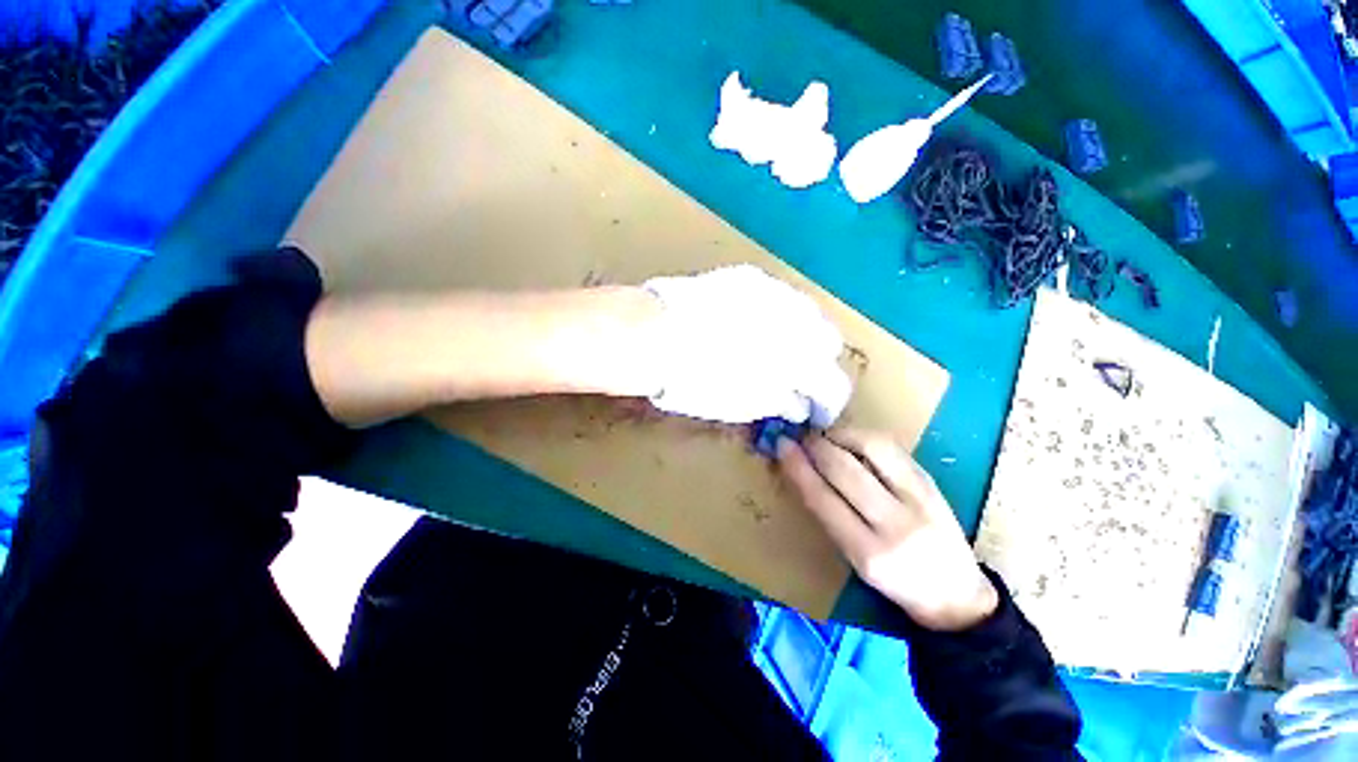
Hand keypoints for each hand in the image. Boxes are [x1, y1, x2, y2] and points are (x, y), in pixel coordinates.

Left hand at [641, 265, 851, 425]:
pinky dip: (777, 314)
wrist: (651, 336)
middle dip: (816, 363)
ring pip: (807, 314)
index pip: (833, 385)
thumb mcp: (740, 405)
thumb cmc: (693, 380)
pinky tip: (754, 323)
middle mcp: (797, 321)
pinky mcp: (751, 277)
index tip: (813, 410)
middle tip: (793, 377)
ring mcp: (774, 292)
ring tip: (775, 348)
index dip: (827, 403)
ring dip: (799, 334)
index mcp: (798, 362)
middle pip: (828, 342)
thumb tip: (796, 404)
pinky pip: (779, 296)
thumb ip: (777, 402)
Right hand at [777, 429, 997, 630]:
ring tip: (825, 436)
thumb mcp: (853, 558)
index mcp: (868, 553)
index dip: (797, 467)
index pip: (821, 498)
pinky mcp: (932, 481)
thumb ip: (828, 514)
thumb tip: (800, 469)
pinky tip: (851, 439)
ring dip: (840, 434)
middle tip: (801, 438)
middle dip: (816, 446)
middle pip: (844, 468)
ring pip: (871, 447)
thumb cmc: (894, 581)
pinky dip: (863, 435)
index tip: (782, 446)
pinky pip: (891, 446)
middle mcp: (896, 524)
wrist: (956, 594)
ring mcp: (919, 498)